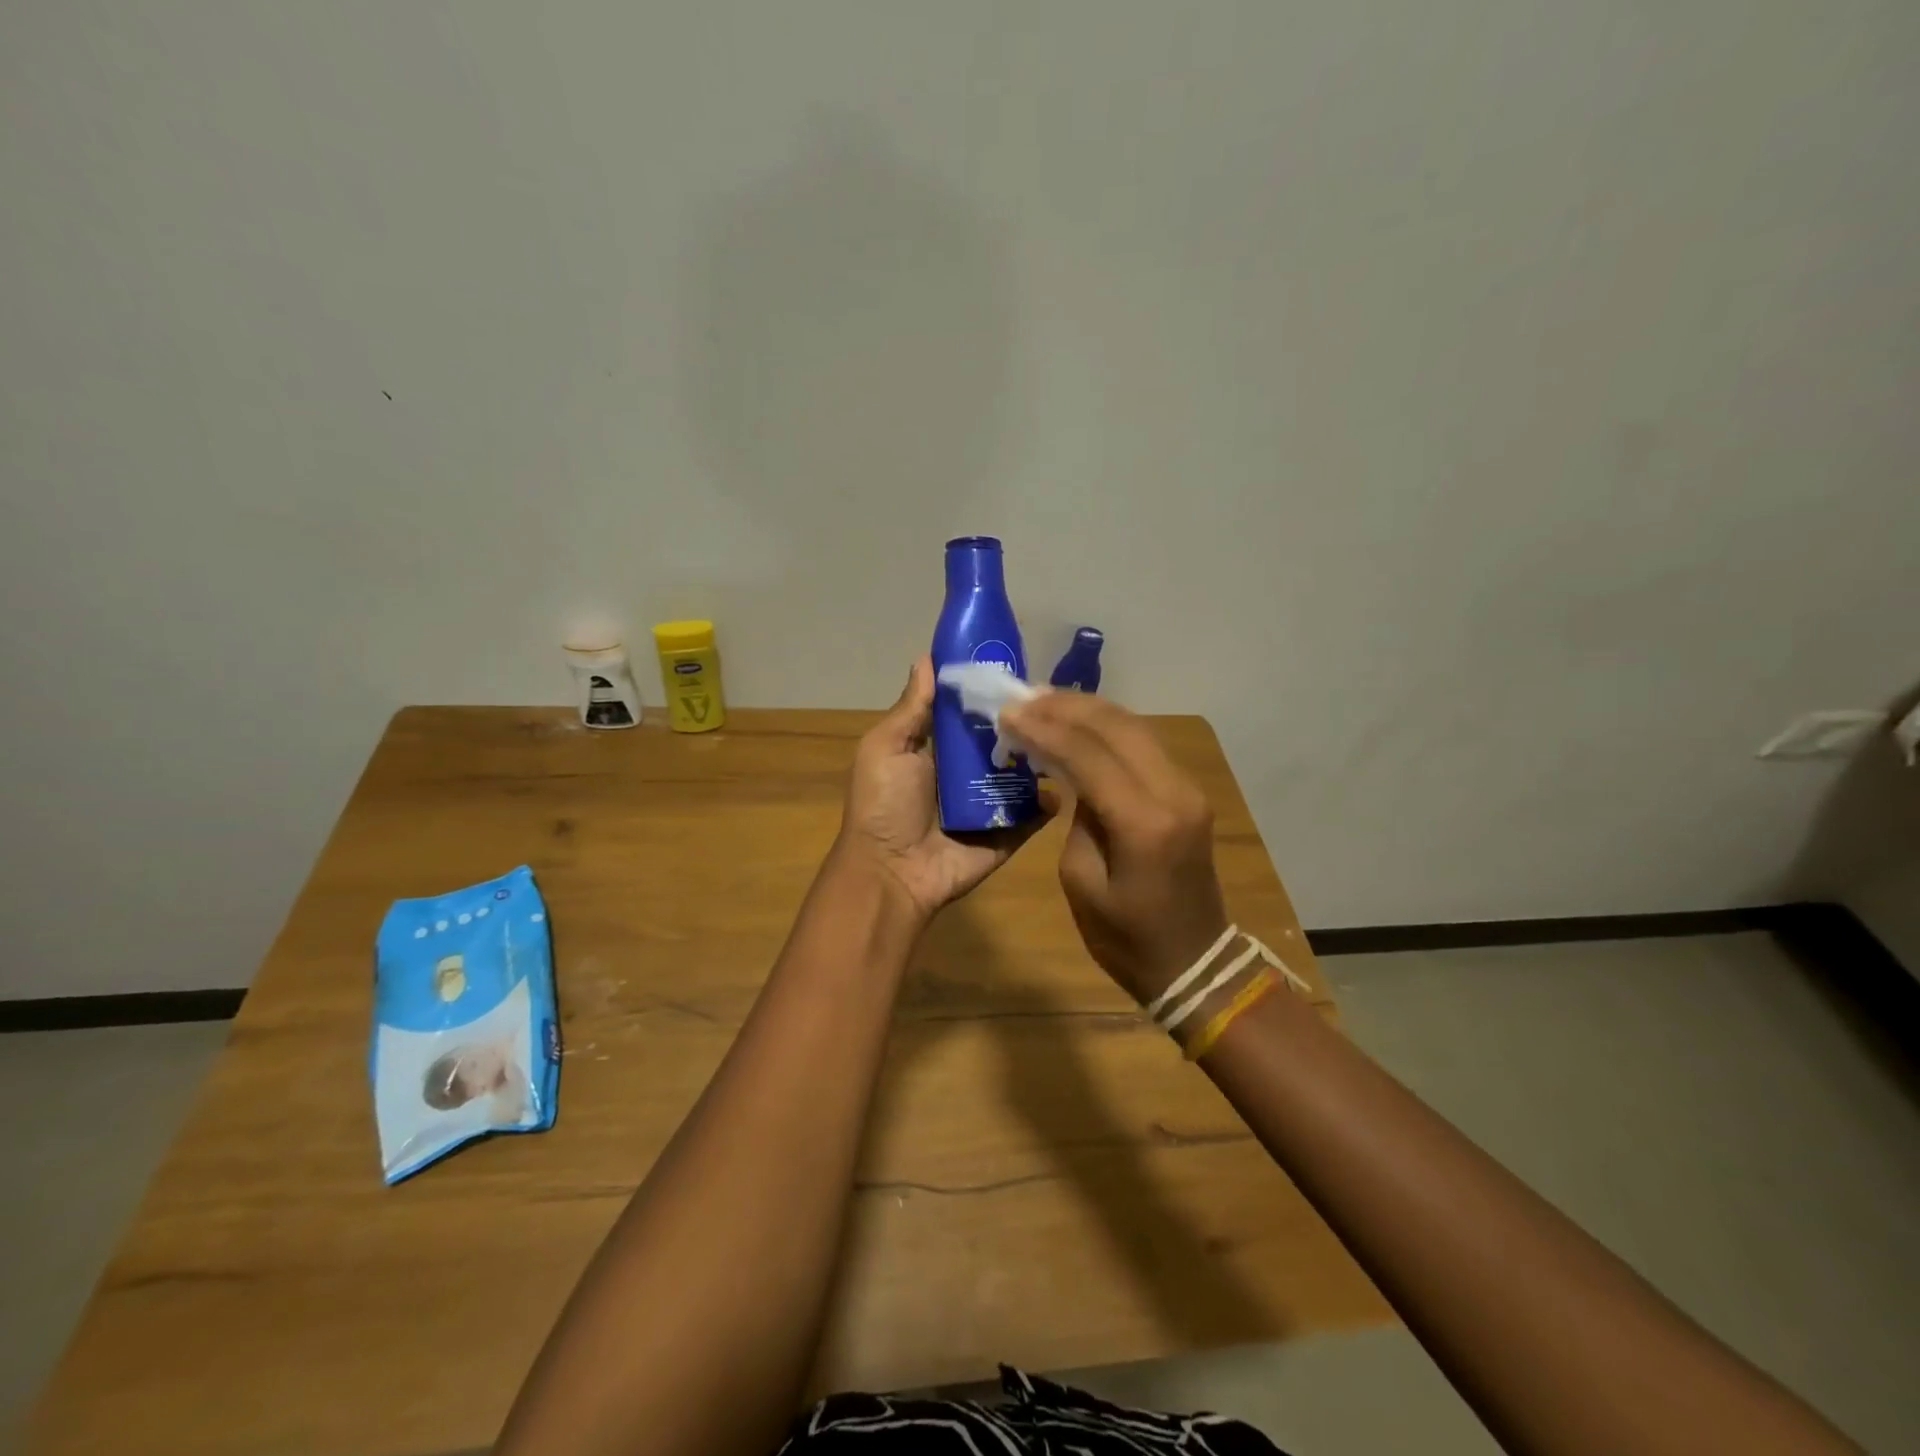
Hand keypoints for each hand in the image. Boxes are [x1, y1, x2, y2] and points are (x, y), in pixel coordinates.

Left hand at [833, 657, 1051, 919]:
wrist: (892, 872)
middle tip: (1054, 697)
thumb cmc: (883, 805)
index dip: (987, 689)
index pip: (969, 712)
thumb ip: (912, 708)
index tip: (1015, 661)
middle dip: (1024, 720)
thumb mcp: (886, 748)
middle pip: (1002, 739)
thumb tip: (926, 657)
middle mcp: (967, 772)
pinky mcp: (1009, 833)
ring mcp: (991, 803)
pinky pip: (1035, 814)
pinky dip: (1050, 801)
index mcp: (938, 748)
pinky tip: (1065, 781)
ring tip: (1069, 732)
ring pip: (1025, 772)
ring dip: (1043, 755)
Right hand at [1000, 692, 1229, 1003]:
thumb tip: (1073, 779)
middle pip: (1118, 726)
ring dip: (1089, 710)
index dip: (1045, 729)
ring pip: (1135, 727)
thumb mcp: (1082, 882)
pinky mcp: (1187, 792)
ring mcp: (1187, 789)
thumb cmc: (1127, 938)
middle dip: (1067, 706)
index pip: (1089, 755)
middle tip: (1024, 698)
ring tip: (1045, 701)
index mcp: (1144, 823)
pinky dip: (1108, 728)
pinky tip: (1079, 723)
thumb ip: (1077, 819)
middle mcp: (1174, 793)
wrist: (1194, 962)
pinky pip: (1144, 744)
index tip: (1008, 714)